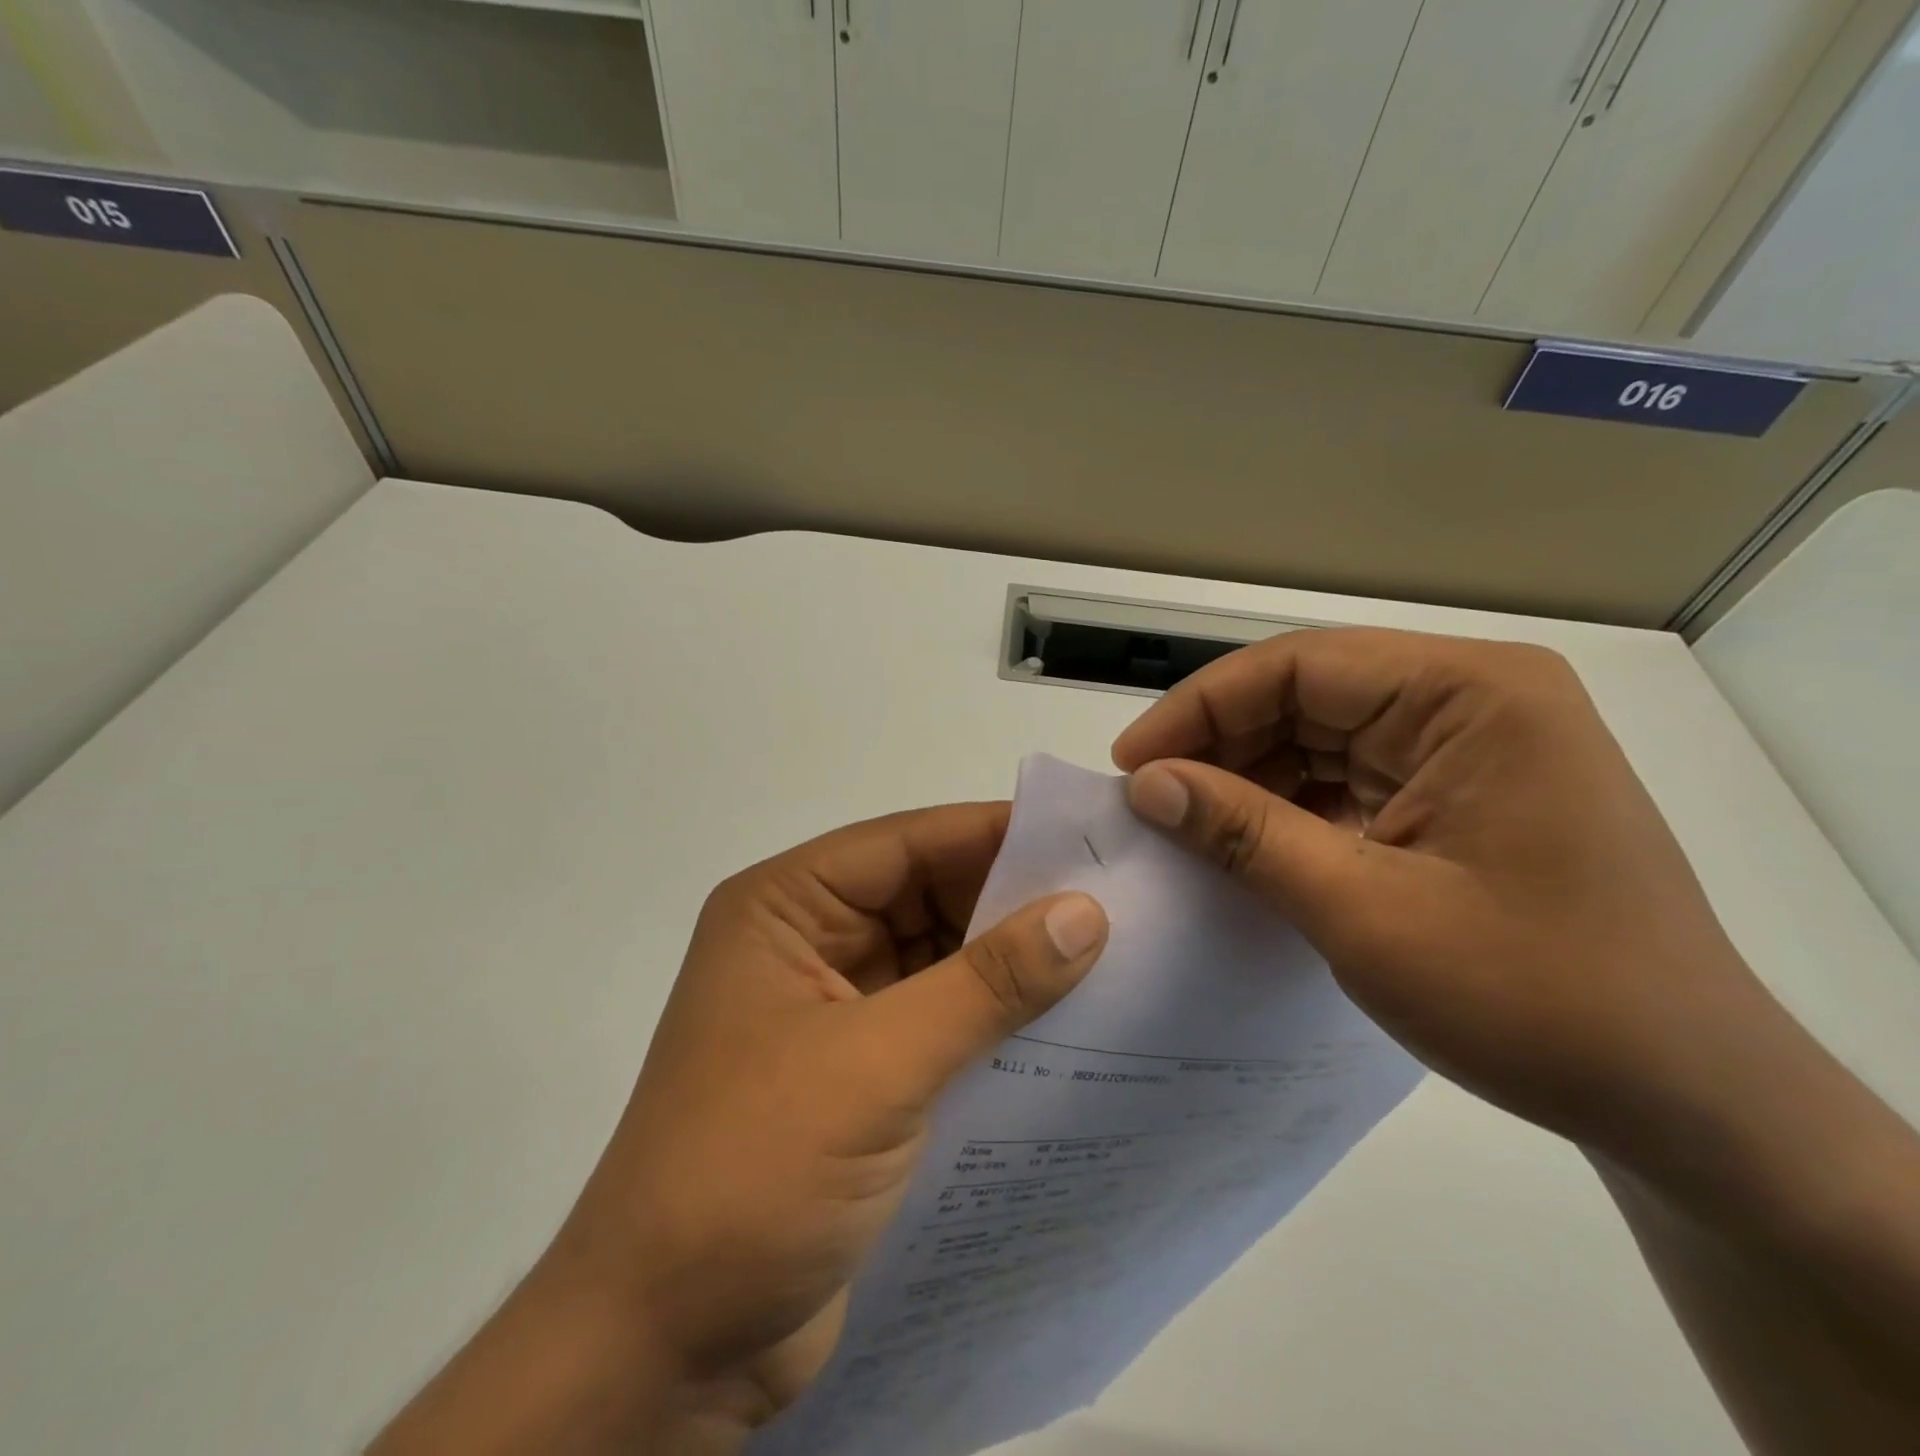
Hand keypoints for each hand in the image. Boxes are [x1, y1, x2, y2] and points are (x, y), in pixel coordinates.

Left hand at [372, 803, 1107, 1454]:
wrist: (666, 1354)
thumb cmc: (752, 1174)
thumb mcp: (877, 1066)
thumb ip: (985, 985)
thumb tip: (1085, 913)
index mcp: (786, 909)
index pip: (905, 845)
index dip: (995, 834)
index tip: (1089, 838)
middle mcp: (809, 943)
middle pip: (927, 896)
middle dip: (1013, 900)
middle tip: (1119, 901)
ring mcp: (836, 1010)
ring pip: (941, 959)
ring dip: (1012, 964)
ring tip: (1115, 957)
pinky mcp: (861, 1073)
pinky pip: (943, 1021)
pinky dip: (997, 1021)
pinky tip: (1069, 1026)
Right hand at [1110, 627, 1794, 1172]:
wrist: (1688, 1103)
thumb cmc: (1535, 997)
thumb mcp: (1363, 911)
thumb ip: (1245, 833)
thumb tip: (1146, 784)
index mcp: (1472, 695)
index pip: (1300, 666)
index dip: (1201, 707)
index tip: (1131, 764)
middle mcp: (1475, 700)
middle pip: (1309, 694)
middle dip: (1222, 744)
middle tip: (1150, 800)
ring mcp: (1472, 748)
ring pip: (1322, 736)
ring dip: (1250, 777)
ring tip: (1186, 825)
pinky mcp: (1463, 795)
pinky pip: (1350, 778)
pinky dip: (1290, 806)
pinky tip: (1246, 843)